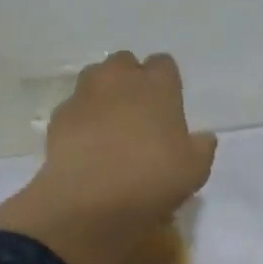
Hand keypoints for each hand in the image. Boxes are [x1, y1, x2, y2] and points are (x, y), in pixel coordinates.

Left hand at [40, 51, 216, 222]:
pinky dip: (81, 120)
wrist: (91, 201)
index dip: (166, 83)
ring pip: (95, 78)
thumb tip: (203, 137)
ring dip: (103, 94)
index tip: (168, 106)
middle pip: (125, 62)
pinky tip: (87, 146)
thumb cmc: (152, 179)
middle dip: (130, 80)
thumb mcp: (194, 170)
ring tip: (110, 126)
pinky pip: (74, 108)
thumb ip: (201, 148)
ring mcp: (84, 95)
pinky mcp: (59, 117)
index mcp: (157, 85)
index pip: (164, 64)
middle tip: (138, 113)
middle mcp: (119, 79)